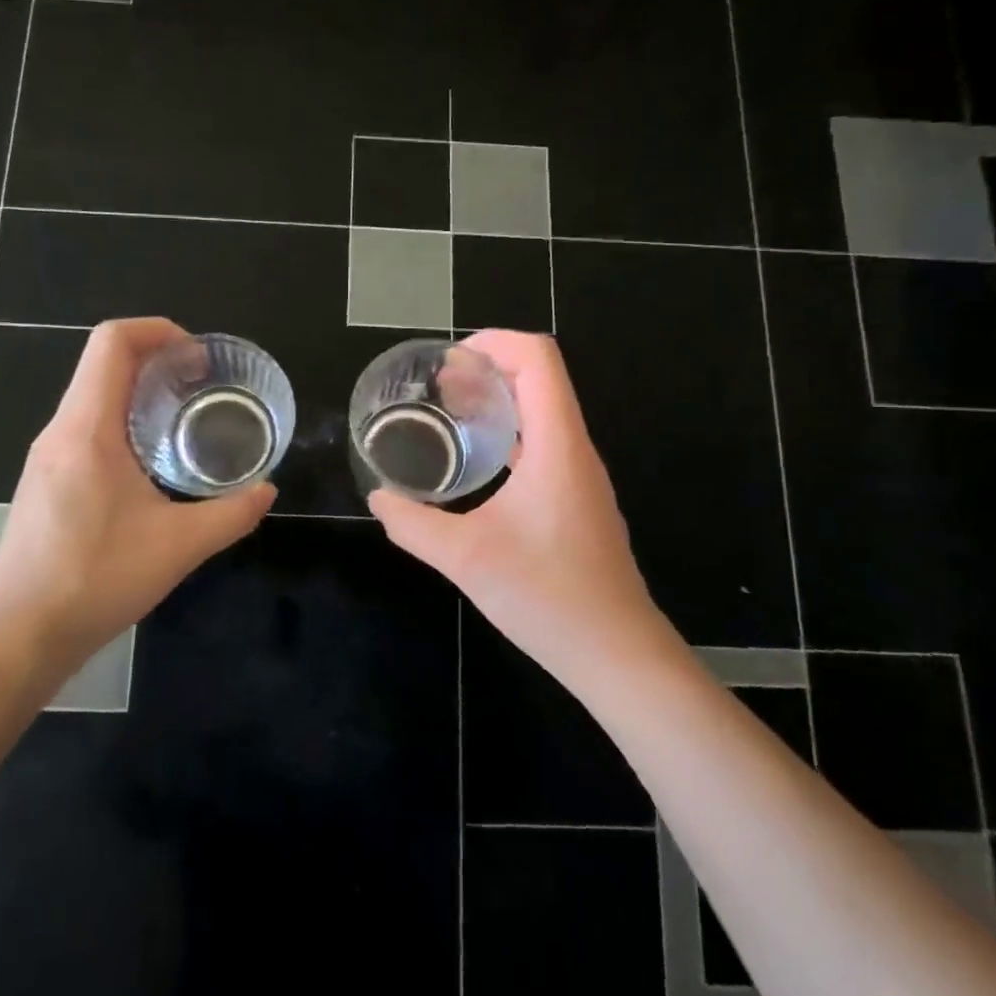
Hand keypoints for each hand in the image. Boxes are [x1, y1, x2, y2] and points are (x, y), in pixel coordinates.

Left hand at [0, 318, 274, 669]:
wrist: (17, 637)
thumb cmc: (95, 581)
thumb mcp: (178, 547)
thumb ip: (231, 514)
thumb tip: (267, 491)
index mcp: (87, 429)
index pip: (112, 343)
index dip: (158, 331)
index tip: (198, 358)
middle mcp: (60, 431)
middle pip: (103, 363)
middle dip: (157, 359)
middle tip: (202, 386)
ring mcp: (46, 457)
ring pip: (93, 396)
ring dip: (139, 392)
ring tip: (184, 419)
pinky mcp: (43, 482)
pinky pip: (85, 427)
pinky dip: (122, 421)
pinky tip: (150, 464)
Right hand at [368, 330, 676, 690]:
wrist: (616, 653)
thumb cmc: (547, 597)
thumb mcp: (466, 558)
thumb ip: (414, 525)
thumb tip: (379, 499)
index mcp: (557, 445)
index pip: (538, 359)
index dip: (495, 342)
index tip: (449, 360)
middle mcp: (574, 450)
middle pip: (540, 379)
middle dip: (488, 368)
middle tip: (437, 387)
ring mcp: (580, 476)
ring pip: (542, 412)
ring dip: (499, 402)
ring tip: (449, 415)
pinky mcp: (577, 500)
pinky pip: (543, 445)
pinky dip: (508, 435)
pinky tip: (476, 464)